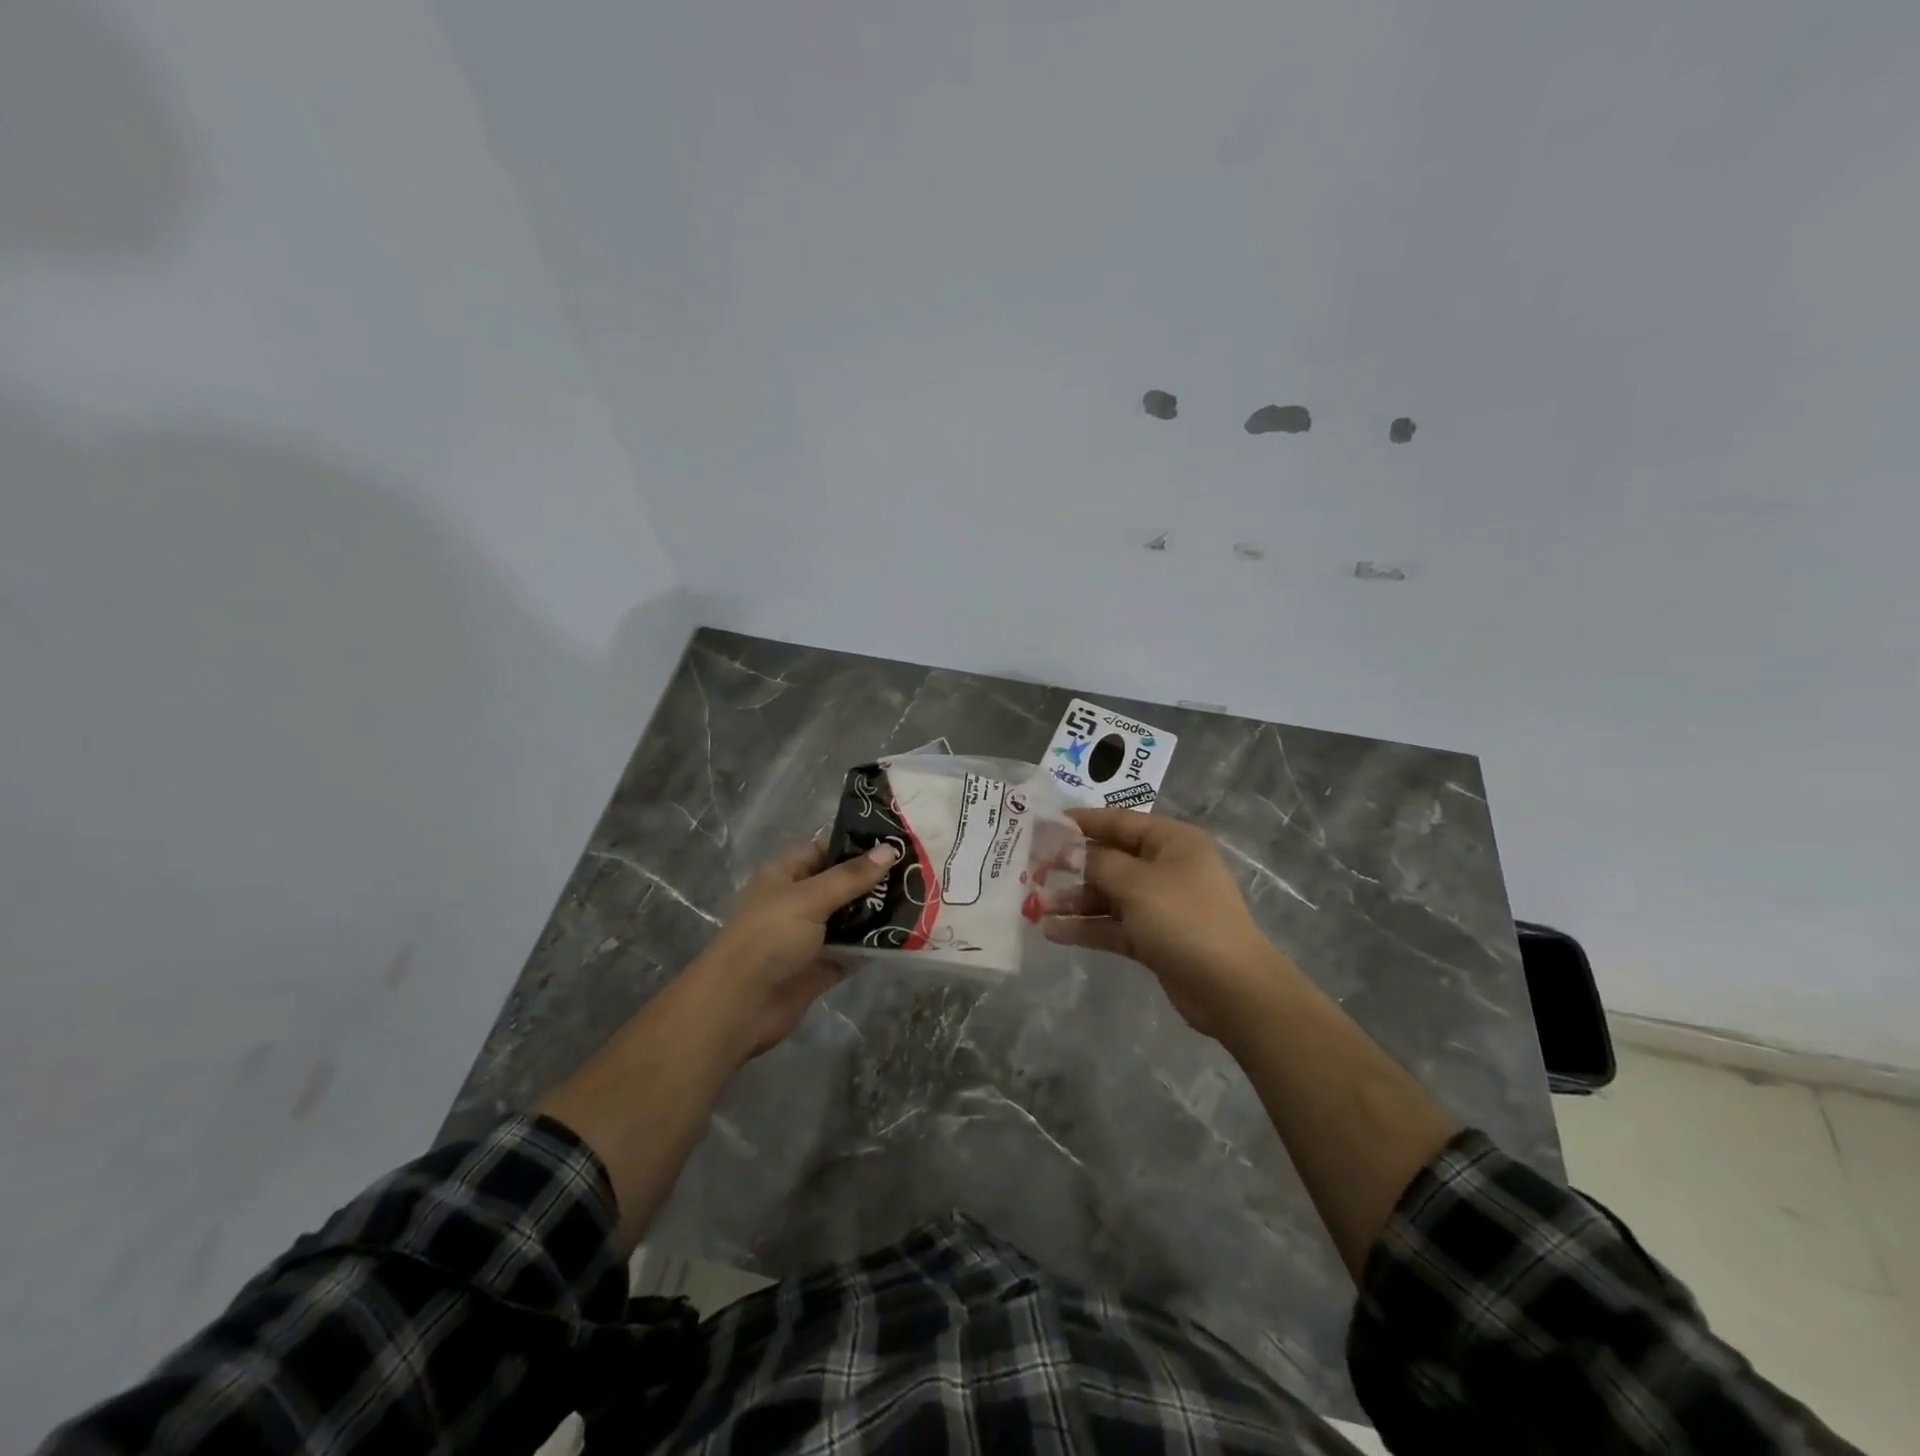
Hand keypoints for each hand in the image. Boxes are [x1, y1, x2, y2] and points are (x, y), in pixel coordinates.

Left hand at [690, 838, 898, 1062]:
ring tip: (921, 900)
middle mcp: (798, 902)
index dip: (857, 846)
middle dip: (875, 881)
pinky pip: (853, 950)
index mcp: (786, 875)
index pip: (825, 850)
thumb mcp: (810, 898)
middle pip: (842, 885)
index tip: (897, 843)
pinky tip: (906, 937)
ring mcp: (809, 936)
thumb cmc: (769, 938)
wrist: (739, 1006)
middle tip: (919, 872)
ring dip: (878, 913)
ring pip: (850, 918)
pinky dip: (873, 945)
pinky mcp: (821, 967)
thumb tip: (890, 850)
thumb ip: (850, 877)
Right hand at [1042, 807, 1292, 1039]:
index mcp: (1171, 841)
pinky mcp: (1153, 938)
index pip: (1119, 822)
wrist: (1230, 988)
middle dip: (1071, 867)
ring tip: (1035, 907)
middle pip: (1110, 859)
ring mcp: (1160, 904)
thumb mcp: (1136, 883)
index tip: (1044, 825)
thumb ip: (1097, 862)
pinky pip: (1112, 925)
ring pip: (1108, 895)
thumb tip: (1070, 851)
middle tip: (1031, 870)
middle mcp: (1166, 867)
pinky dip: (1086, 927)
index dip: (1081, 822)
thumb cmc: (1184, 919)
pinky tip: (1053, 932)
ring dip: (1074, 900)